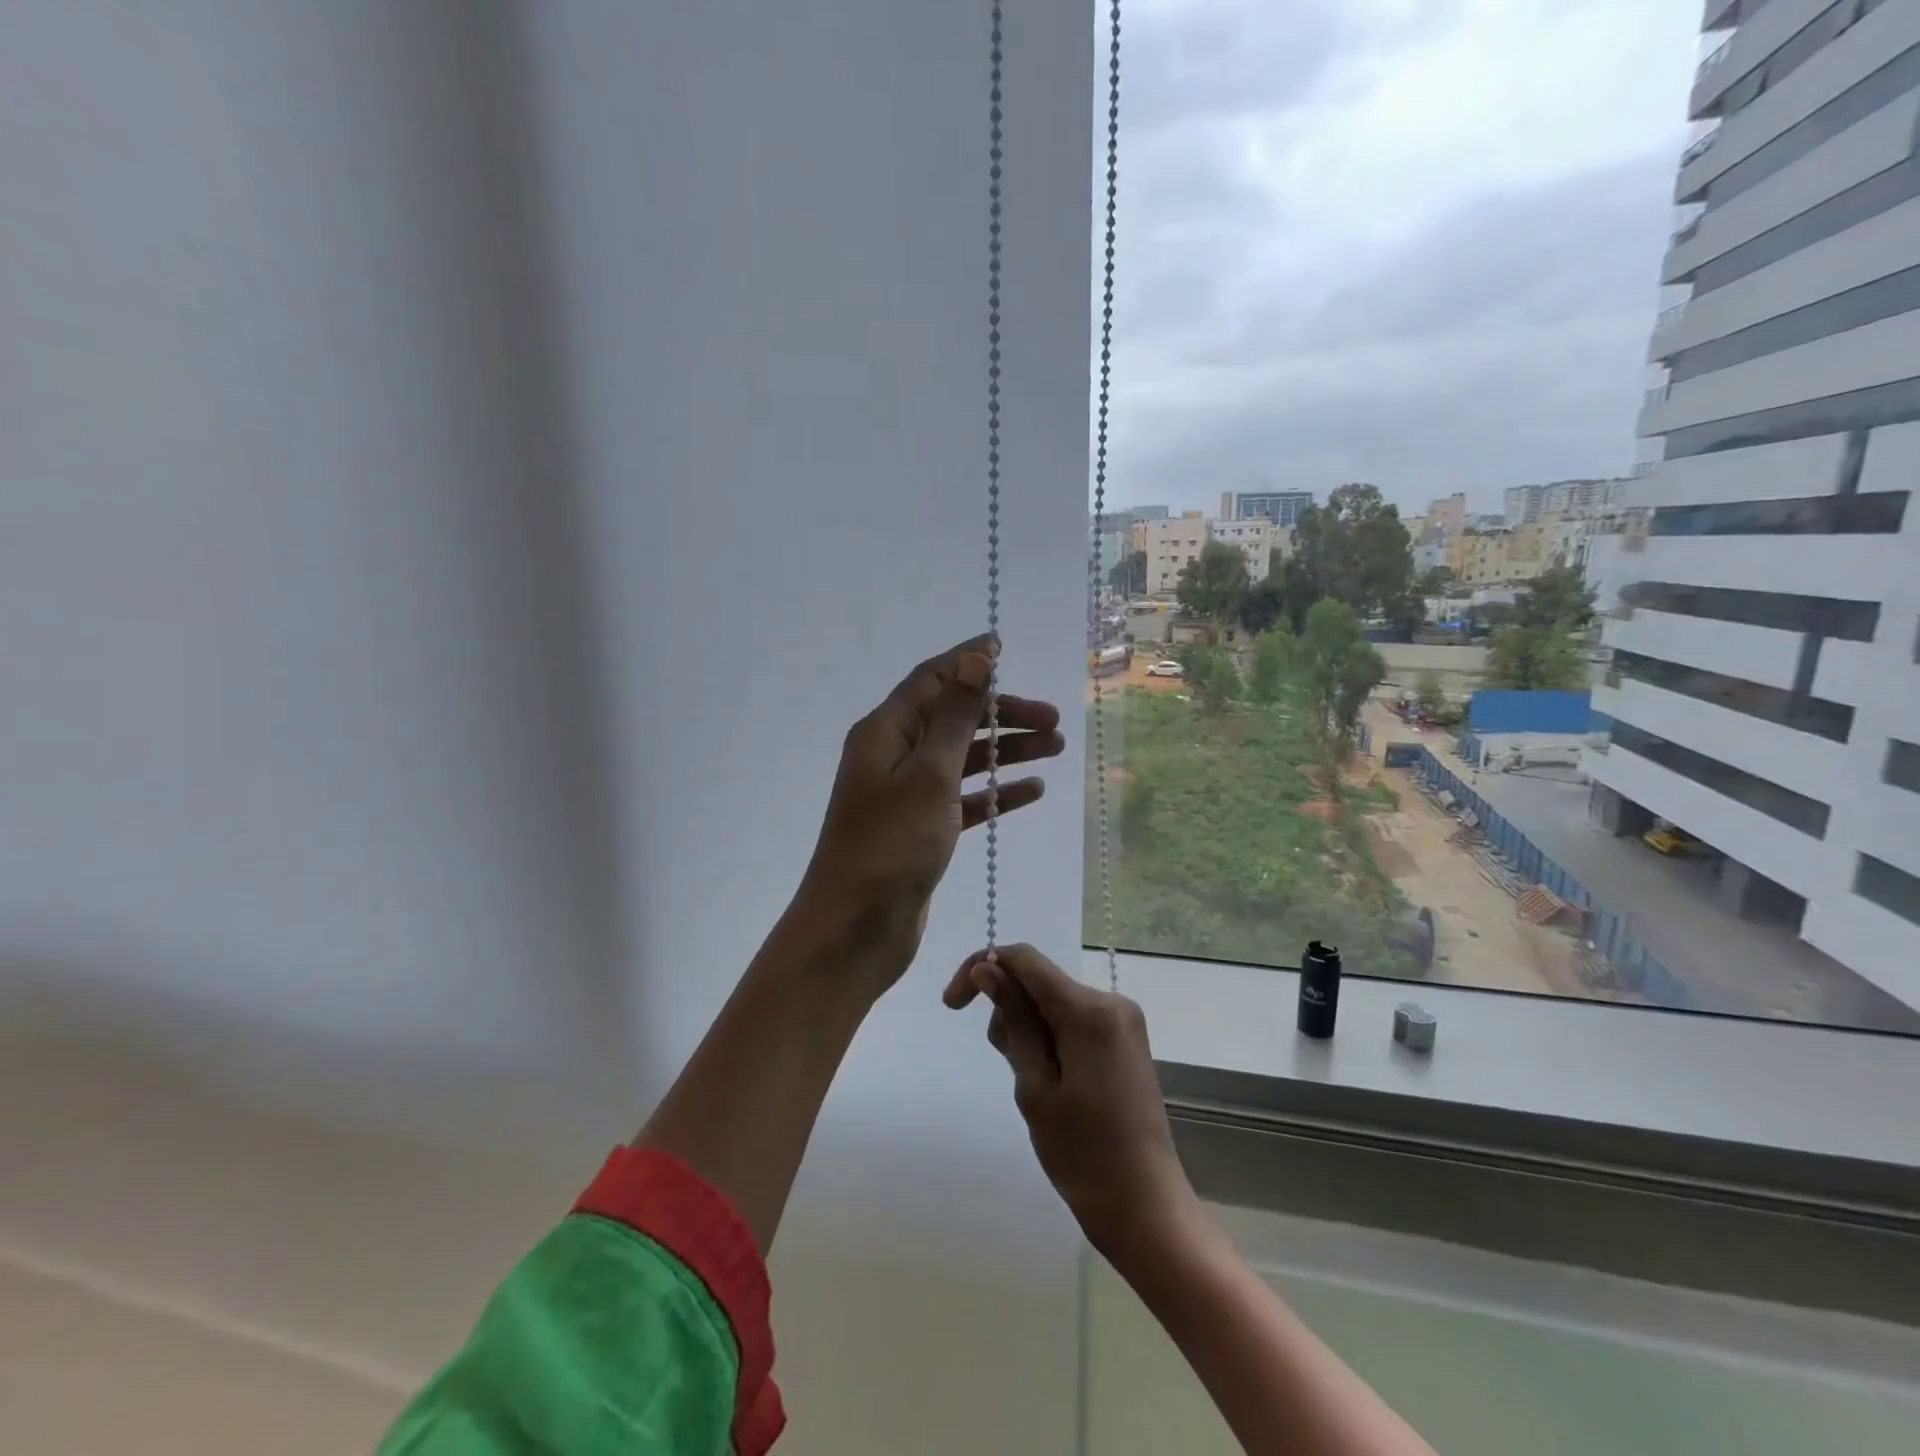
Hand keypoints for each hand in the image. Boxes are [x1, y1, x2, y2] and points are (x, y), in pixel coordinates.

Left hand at [795, 637, 1063, 995]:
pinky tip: (1033, 790)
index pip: (932, 680)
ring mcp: (907, 795)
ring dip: (1006, 751)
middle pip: (954, 719)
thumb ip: (956, 716)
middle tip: (1053, 720)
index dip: (968, 662)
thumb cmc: (891, 845)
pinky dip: (996, 792)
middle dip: (1002, 714)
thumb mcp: (929, 773)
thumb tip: (973, 659)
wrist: (856, 928)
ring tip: (1056, 748)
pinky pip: (965, 799)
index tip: (1005, 647)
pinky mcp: (922, 829)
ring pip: (964, 759)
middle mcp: (893, 756)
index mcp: (886, 732)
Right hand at [944, 943, 1199, 1265]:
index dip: (981, 968)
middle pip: (1038, 982)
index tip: (953, 1005)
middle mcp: (1110, 1001)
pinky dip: (1052, 1040)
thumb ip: (1013, 1020)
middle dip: (1010, 1014)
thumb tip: (987, 967)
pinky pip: (1073, 1019)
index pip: (1024, 959)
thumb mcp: (1035, 1086)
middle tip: (1014, 1073)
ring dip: (1030, 1032)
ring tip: (1038, 1089)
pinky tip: (1057, 1083)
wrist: (1145, 1205)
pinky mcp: (1125, 1038)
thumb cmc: (1082, 1154)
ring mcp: (1122, 1019)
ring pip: (1053, 1002)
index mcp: (1088, 1009)